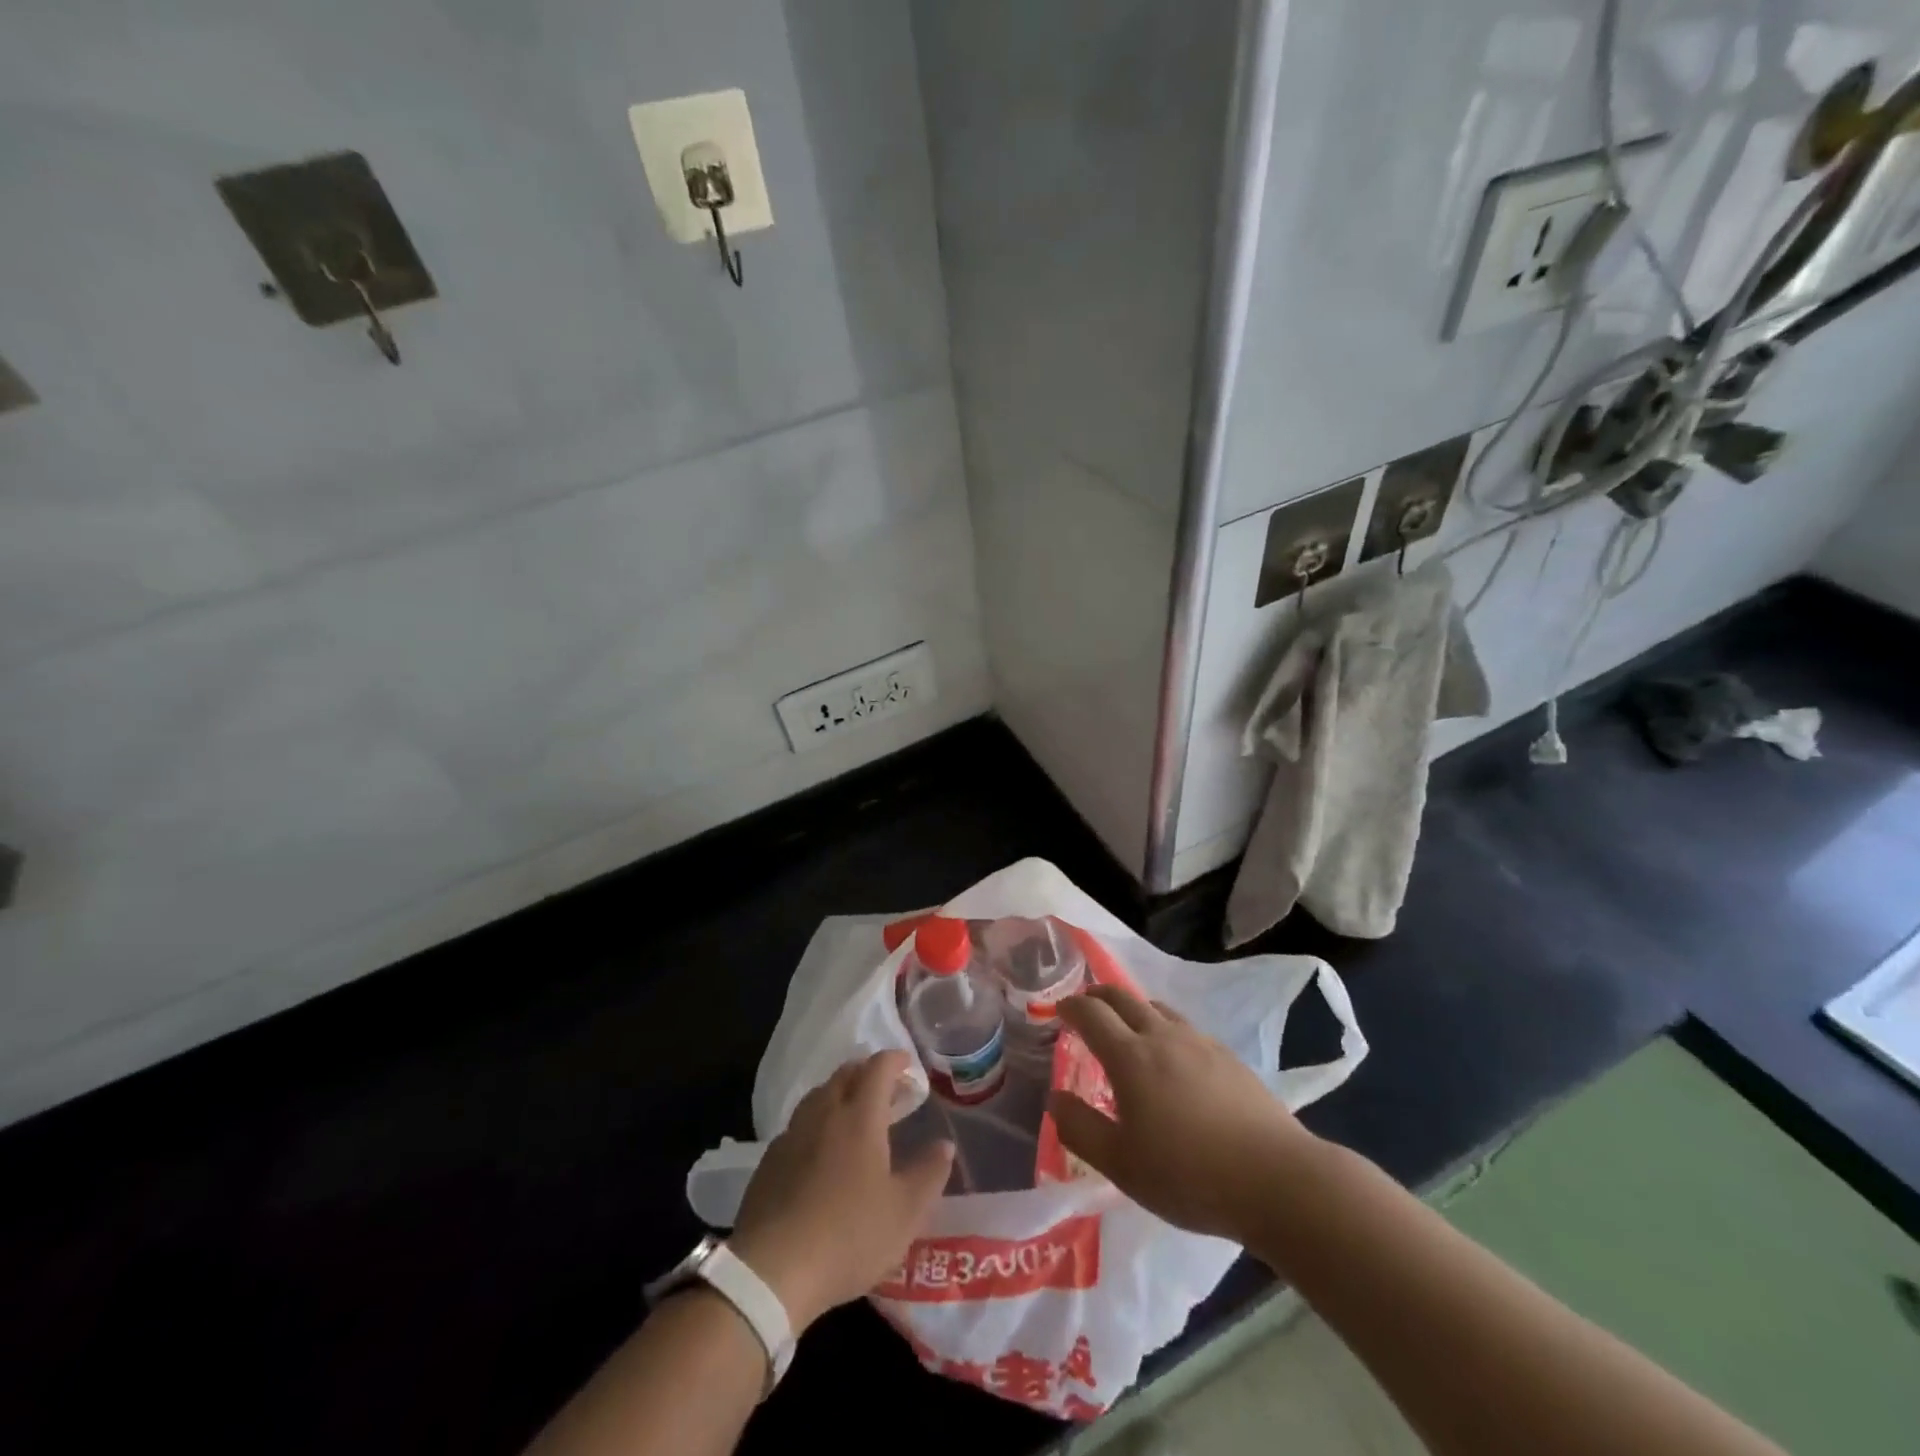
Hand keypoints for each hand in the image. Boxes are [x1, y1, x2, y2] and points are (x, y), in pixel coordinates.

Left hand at [729, 1051, 952, 1331]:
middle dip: (867, 1072)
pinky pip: (799, 1124)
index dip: (895, 1060)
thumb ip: (929, 1174)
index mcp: (860, 1117)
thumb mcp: (904, 1212)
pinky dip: (817, 1122)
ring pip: (819, 1096)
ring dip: (840, 1093)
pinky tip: (821, 1149)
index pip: (878, 1068)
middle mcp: (824, 1113)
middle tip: (886, 1088)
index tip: (908, 1065)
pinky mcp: (770, 1160)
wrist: (771, 1270)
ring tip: (854, 1113)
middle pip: (845, 1074)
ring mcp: (793, 1134)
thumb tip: (944, 1146)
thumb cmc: (849, 1236)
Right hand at [1049, 985, 1318, 1242]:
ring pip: (1157, 1008)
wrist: (1276, 1179)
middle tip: (1086, 1005)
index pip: (1091, 1013)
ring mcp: (1200, 1042)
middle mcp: (1162, 1036)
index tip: (1058, 1009)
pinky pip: (1184, 1028)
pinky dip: (1164, 1028)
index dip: (1071, 1006)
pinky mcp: (1228, 1057)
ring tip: (1127, 1027)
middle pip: (1123, 997)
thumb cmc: (1189, 1174)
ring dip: (1133, 1008)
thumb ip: (1080, 1128)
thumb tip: (1055, 1098)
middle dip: (1098, 995)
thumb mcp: (1120, 1164)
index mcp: (1130, 1056)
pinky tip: (1173, 1057)